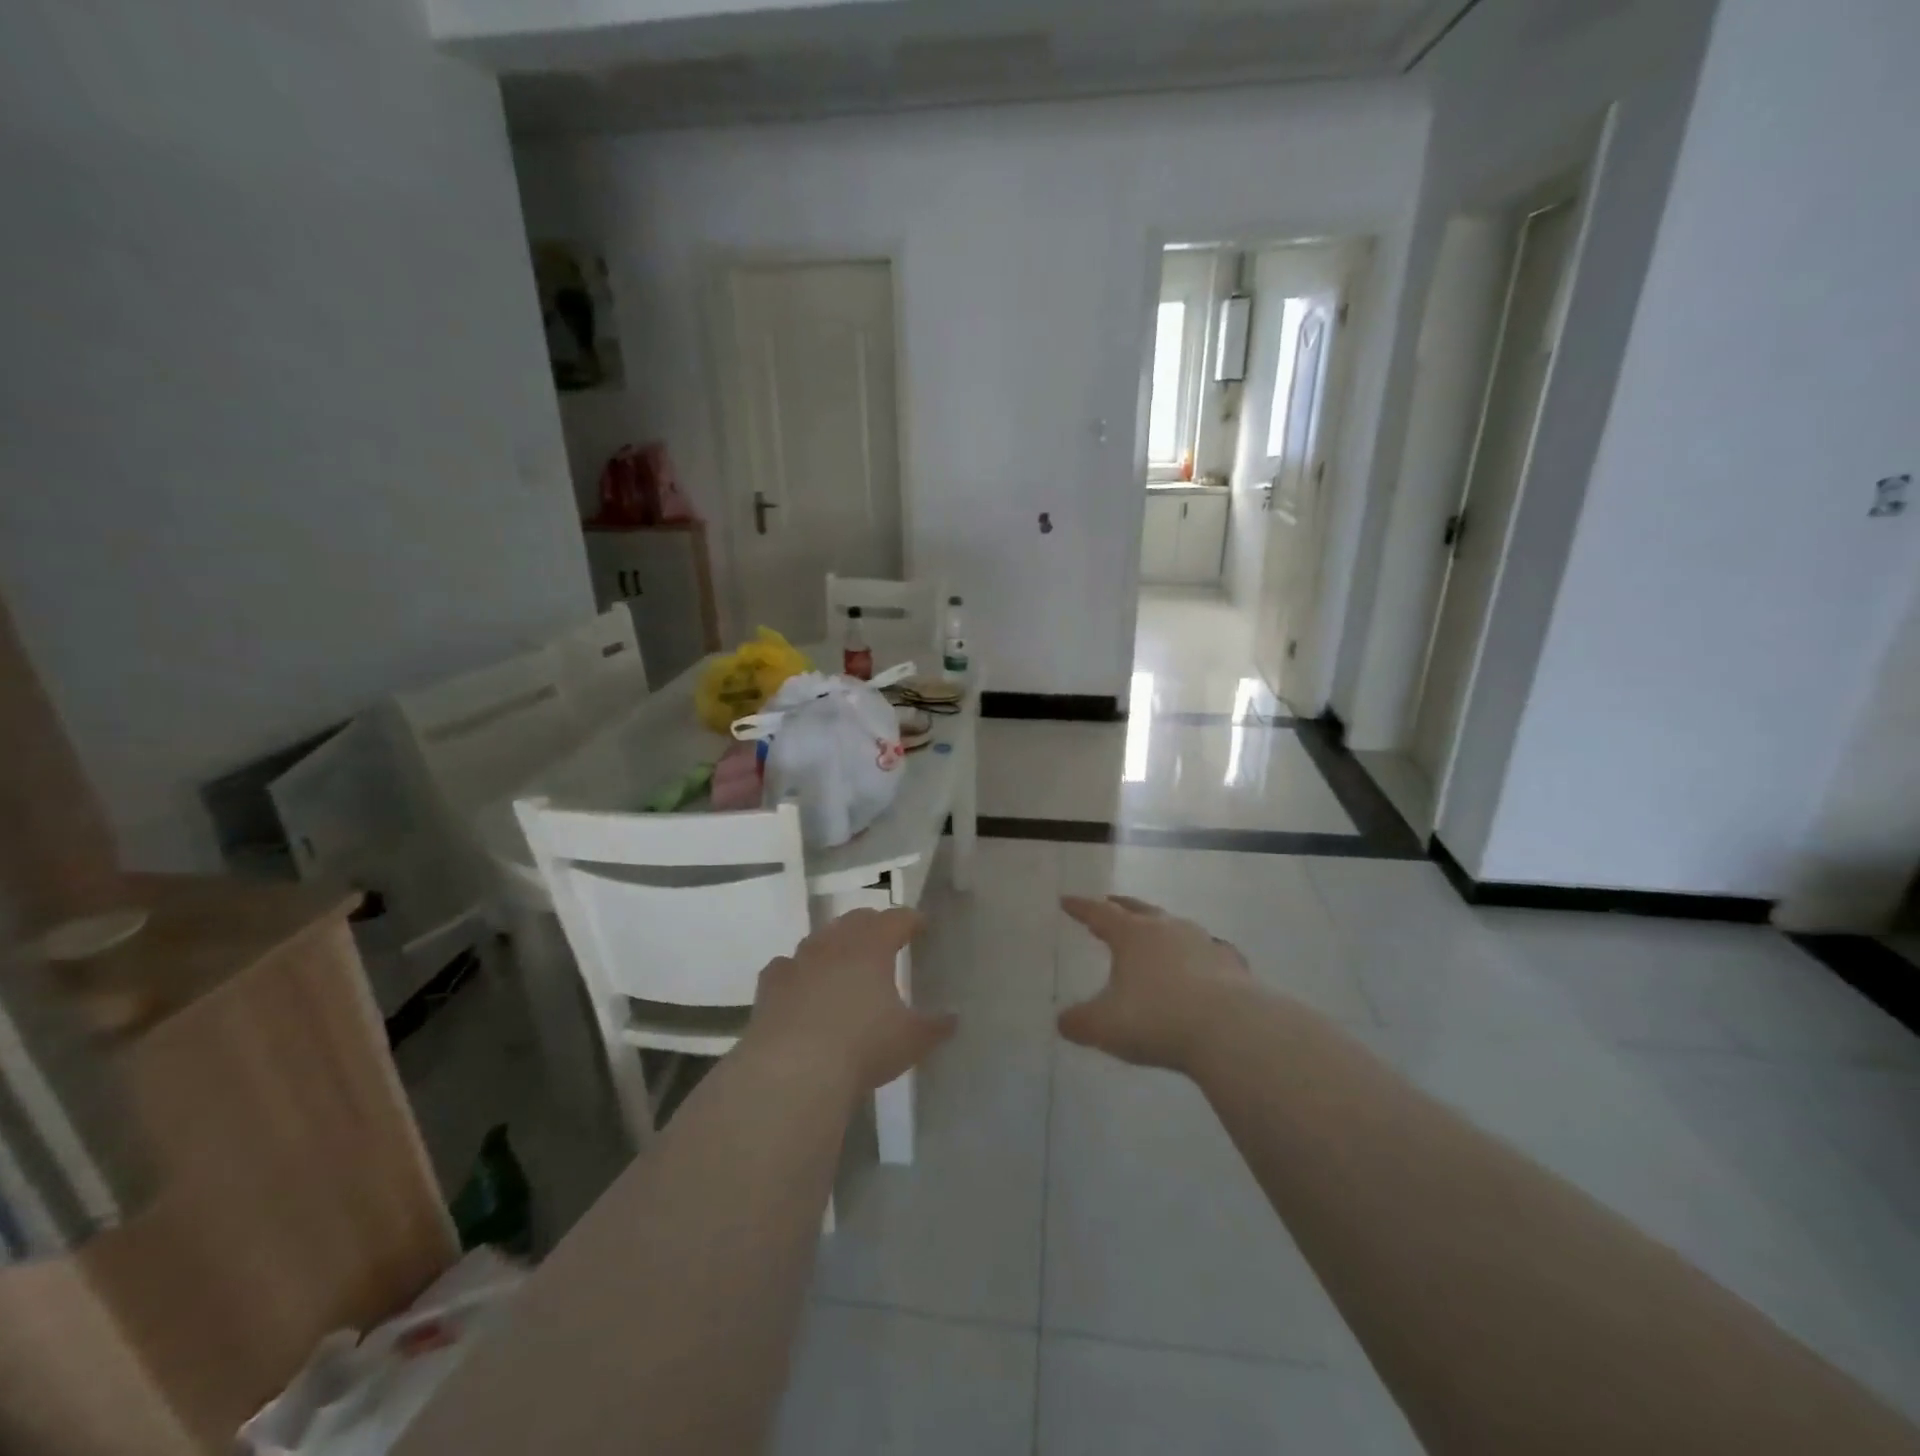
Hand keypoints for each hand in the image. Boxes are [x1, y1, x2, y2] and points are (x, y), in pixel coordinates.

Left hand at [746, 908, 956, 1095]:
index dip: (912, 920)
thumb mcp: (911, 1040)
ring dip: (835, 944)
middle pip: (857, 920)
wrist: (794, 1071)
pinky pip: (786, 966)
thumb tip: (954, 1018)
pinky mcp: (770, 985)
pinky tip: (800, 984)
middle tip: (886, 939)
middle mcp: (835, 943)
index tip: (922, 925)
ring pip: (820, 938)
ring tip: (844, 961)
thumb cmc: (863, 1047)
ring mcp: (798, 960)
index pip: (897, 919)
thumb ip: (935, 1026)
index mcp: (873, 946)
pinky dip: (797, 970)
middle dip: (874, 925)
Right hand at [1058, 895, 1251, 1072]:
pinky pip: (1210, 951)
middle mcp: (1166, 929)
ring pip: (1175, 925)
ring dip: (1160, 927)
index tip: (1066, 901)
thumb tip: (1064, 1022)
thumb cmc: (1158, 1019)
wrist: (1231, 1030)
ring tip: (1153, 934)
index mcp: (1132, 935)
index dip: (1080, 908)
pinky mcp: (1231, 964)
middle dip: (1119, 906)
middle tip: (1108, 904)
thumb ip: (1079, 1023)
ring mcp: (1203, 943)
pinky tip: (1202, 963)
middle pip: (1138, 909)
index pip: (1099, 913)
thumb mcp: (1105, 1027)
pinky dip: (1198, 954)